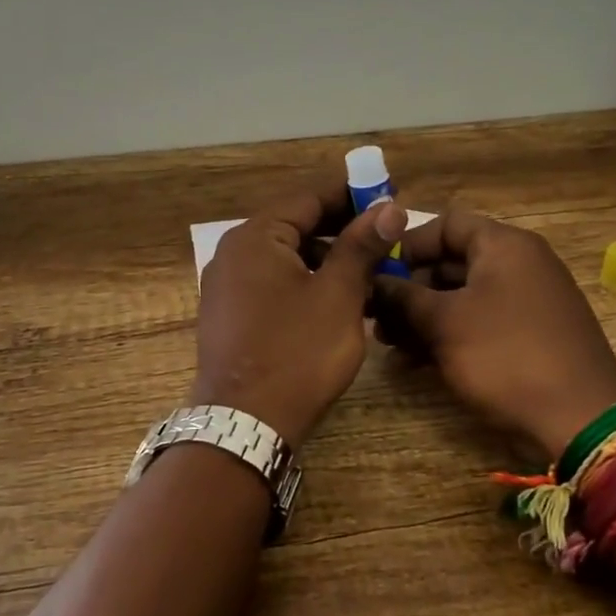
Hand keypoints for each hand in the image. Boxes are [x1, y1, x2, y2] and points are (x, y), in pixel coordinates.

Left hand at [190, 183, 409, 449]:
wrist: (245, 424)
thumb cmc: (297, 352)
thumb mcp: (338, 295)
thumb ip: (361, 246)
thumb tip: (389, 207)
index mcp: (255, 237)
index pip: (307, 197)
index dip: (350, 192)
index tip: (387, 191)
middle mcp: (233, 253)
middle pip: (294, 225)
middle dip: (341, 226)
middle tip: (385, 231)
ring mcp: (226, 285)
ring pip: (285, 256)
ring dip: (326, 256)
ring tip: (368, 267)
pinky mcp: (229, 315)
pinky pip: (273, 282)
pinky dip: (305, 280)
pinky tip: (336, 297)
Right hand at [371, 210, 615, 462]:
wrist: (581, 420)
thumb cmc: (506, 356)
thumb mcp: (444, 323)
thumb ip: (403, 297)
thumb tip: (373, 282)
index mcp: (504, 246)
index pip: (446, 224)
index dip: (407, 244)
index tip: (377, 272)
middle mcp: (518, 265)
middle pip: (452, 262)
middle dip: (410, 288)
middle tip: (376, 315)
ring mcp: (526, 302)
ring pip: (462, 297)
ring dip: (423, 316)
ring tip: (388, 343)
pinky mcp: (528, 335)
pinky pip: (479, 322)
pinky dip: (448, 335)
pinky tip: (415, 361)